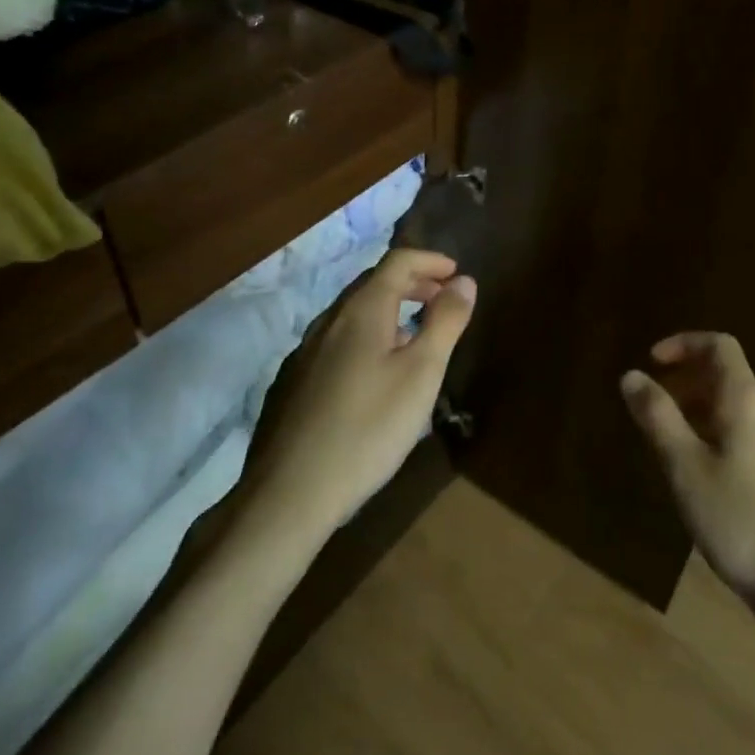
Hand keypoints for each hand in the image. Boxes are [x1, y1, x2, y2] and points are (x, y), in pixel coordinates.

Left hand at [251, 250, 475, 530]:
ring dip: (390, 310)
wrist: (291, 493)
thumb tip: (464, 281)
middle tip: (442, 299)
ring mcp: (307, 351)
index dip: (430, 260)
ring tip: (416, 334)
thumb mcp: (422, 373)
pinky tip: (377, 373)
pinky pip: (340, 340)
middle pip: (374, 283)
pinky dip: (369, 336)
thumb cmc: (369, 427)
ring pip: (355, 314)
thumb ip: (445, 322)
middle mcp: (331, 320)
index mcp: (362, 310)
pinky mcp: (296, 381)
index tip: (456, 272)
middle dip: (412, 283)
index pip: (397, 261)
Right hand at [621, 332, 754, 622]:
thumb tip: (631, 376)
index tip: (652, 362)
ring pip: (739, 411)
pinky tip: (708, 480)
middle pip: (728, 377)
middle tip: (655, 410)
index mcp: (747, 400)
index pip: (719, 345)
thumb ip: (658, 418)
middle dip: (687, 383)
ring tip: (673, 447)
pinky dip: (722, 437)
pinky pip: (752, 437)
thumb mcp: (686, 468)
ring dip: (703, 413)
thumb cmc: (741, 521)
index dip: (683, 343)